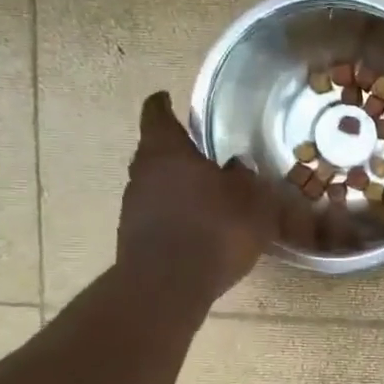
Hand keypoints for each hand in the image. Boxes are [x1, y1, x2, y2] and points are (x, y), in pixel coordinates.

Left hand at [117, 92, 278, 301]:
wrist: (168, 285)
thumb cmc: (214, 229)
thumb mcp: (250, 201)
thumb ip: (246, 178)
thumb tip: (239, 166)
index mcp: (166, 151)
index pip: (158, 114)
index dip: (164, 104)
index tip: (168, 98)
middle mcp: (142, 172)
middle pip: (155, 152)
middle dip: (177, 151)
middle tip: (203, 155)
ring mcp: (133, 206)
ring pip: (156, 185)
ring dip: (176, 186)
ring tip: (206, 196)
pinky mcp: (134, 237)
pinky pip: (158, 215)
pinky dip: (174, 214)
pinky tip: (197, 228)